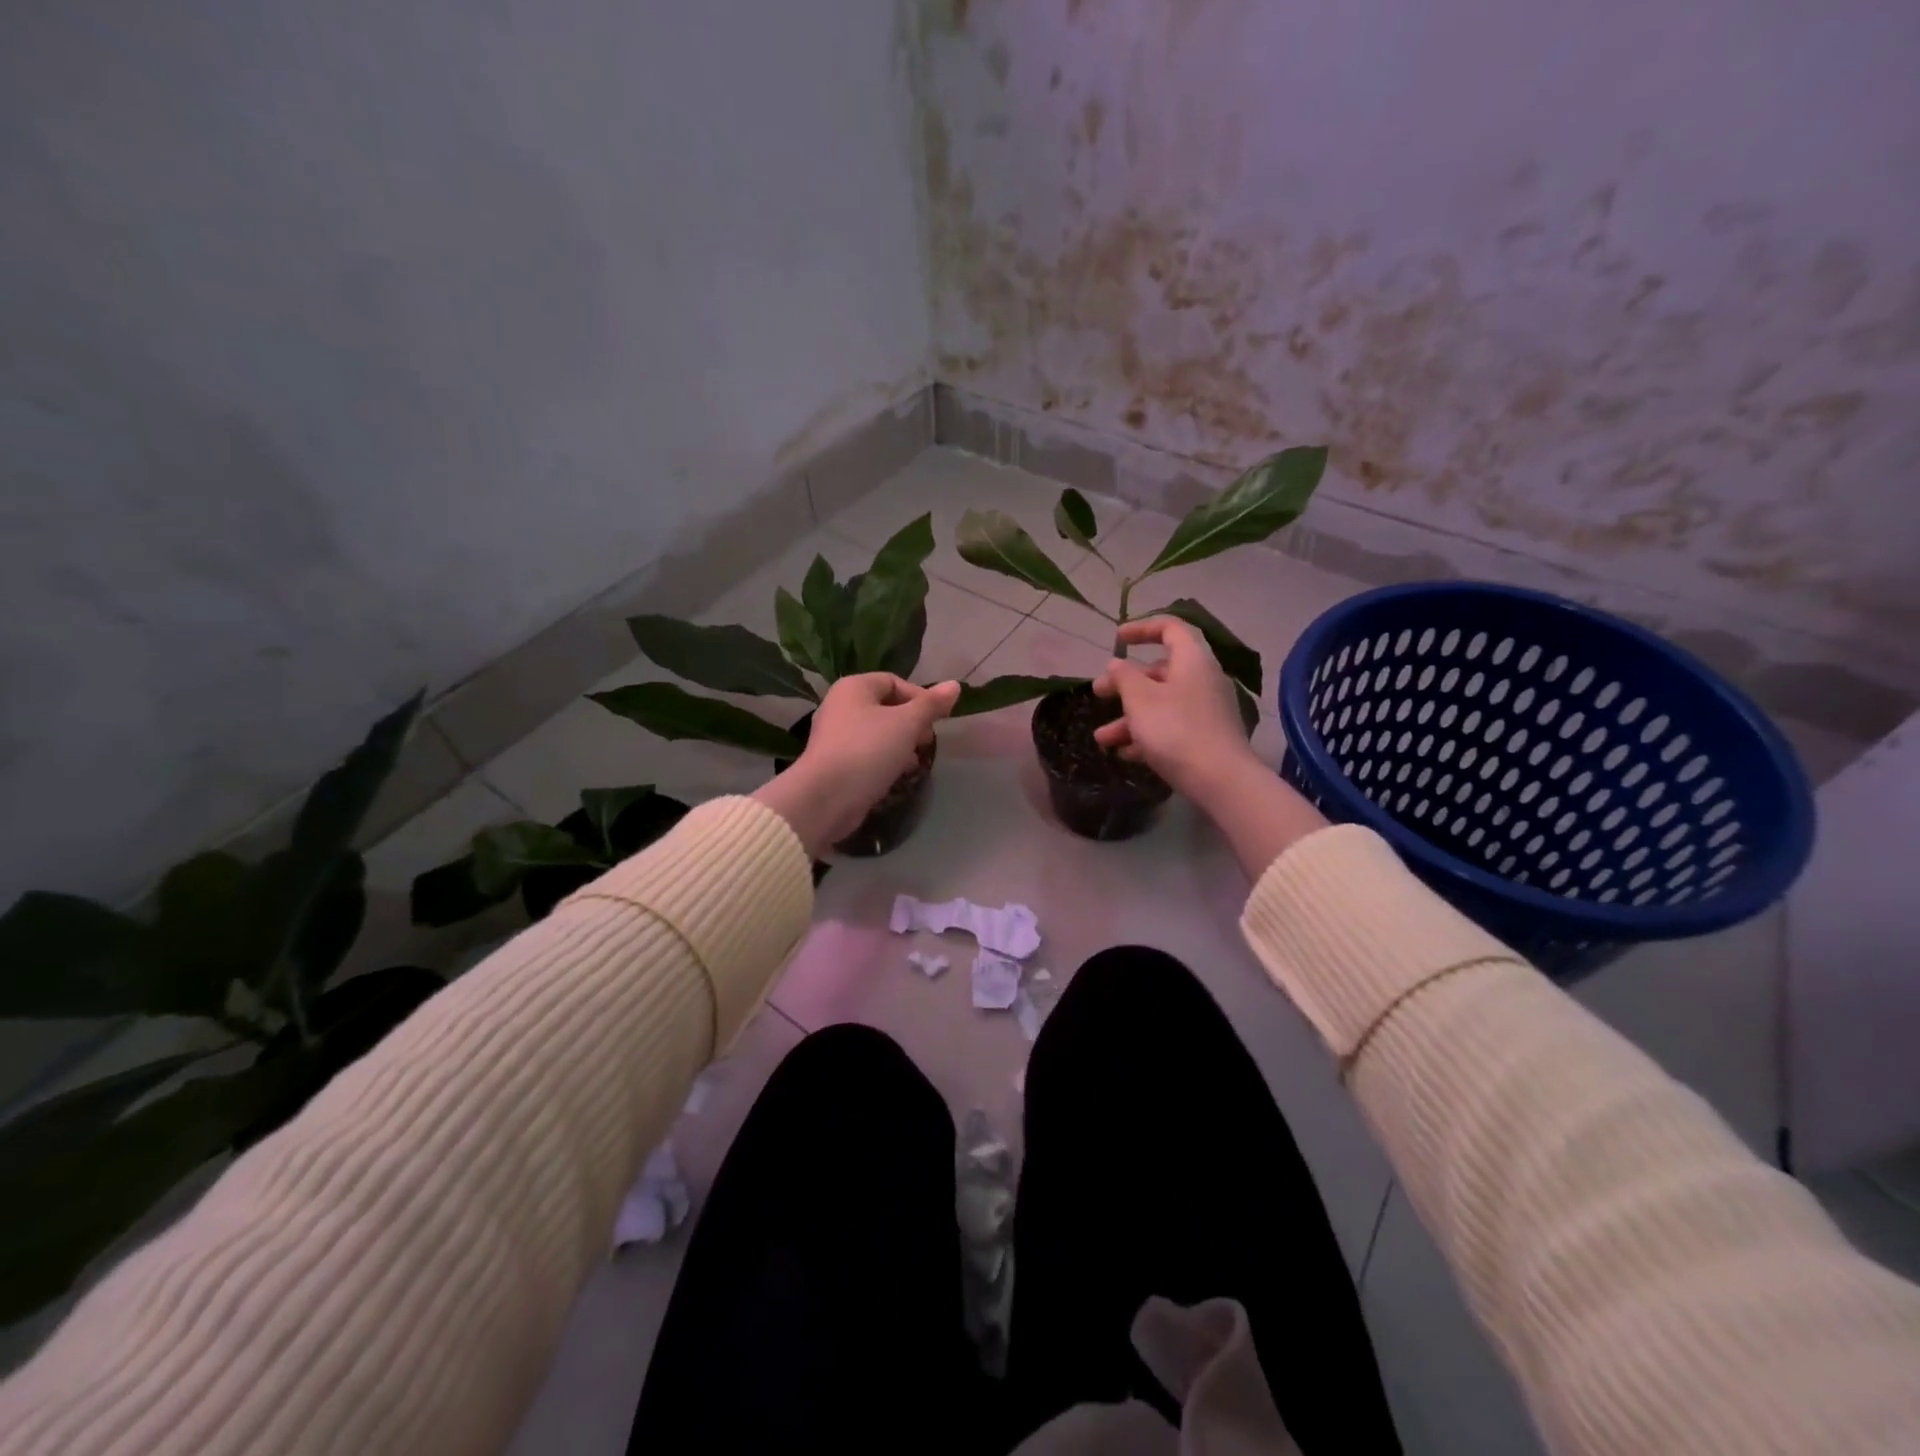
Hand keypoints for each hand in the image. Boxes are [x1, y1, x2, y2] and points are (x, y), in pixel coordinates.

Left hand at [753, 674, 960, 856]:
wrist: (826, 797)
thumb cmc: (868, 750)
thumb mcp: (907, 723)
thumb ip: (931, 705)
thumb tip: (954, 685)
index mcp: (854, 687)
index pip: (894, 681)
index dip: (920, 698)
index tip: (937, 721)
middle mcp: (841, 706)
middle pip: (887, 708)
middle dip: (912, 725)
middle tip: (926, 742)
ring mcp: (836, 736)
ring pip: (878, 733)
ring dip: (901, 746)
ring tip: (915, 762)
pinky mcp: (836, 763)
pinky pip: (868, 754)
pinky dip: (885, 762)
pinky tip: (897, 776)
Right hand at [1092, 618, 1258, 802]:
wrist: (1220, 779)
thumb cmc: (1175, 729)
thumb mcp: (1140, 699)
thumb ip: (1124, 676)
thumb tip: (1117, 664)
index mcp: (1192, 660)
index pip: (1170, 628)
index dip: (1142, 628)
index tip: (1117, 639)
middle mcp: (1203, 680)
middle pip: (1160, 672)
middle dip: (1124, 684)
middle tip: (1099, 694)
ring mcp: (1207, 710)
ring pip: (1161, 704)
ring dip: (1128, 718)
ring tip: (1102, 739)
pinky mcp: (1206, 737)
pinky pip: (1171, 727)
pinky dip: (1147, 735)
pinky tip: (1126, 754)